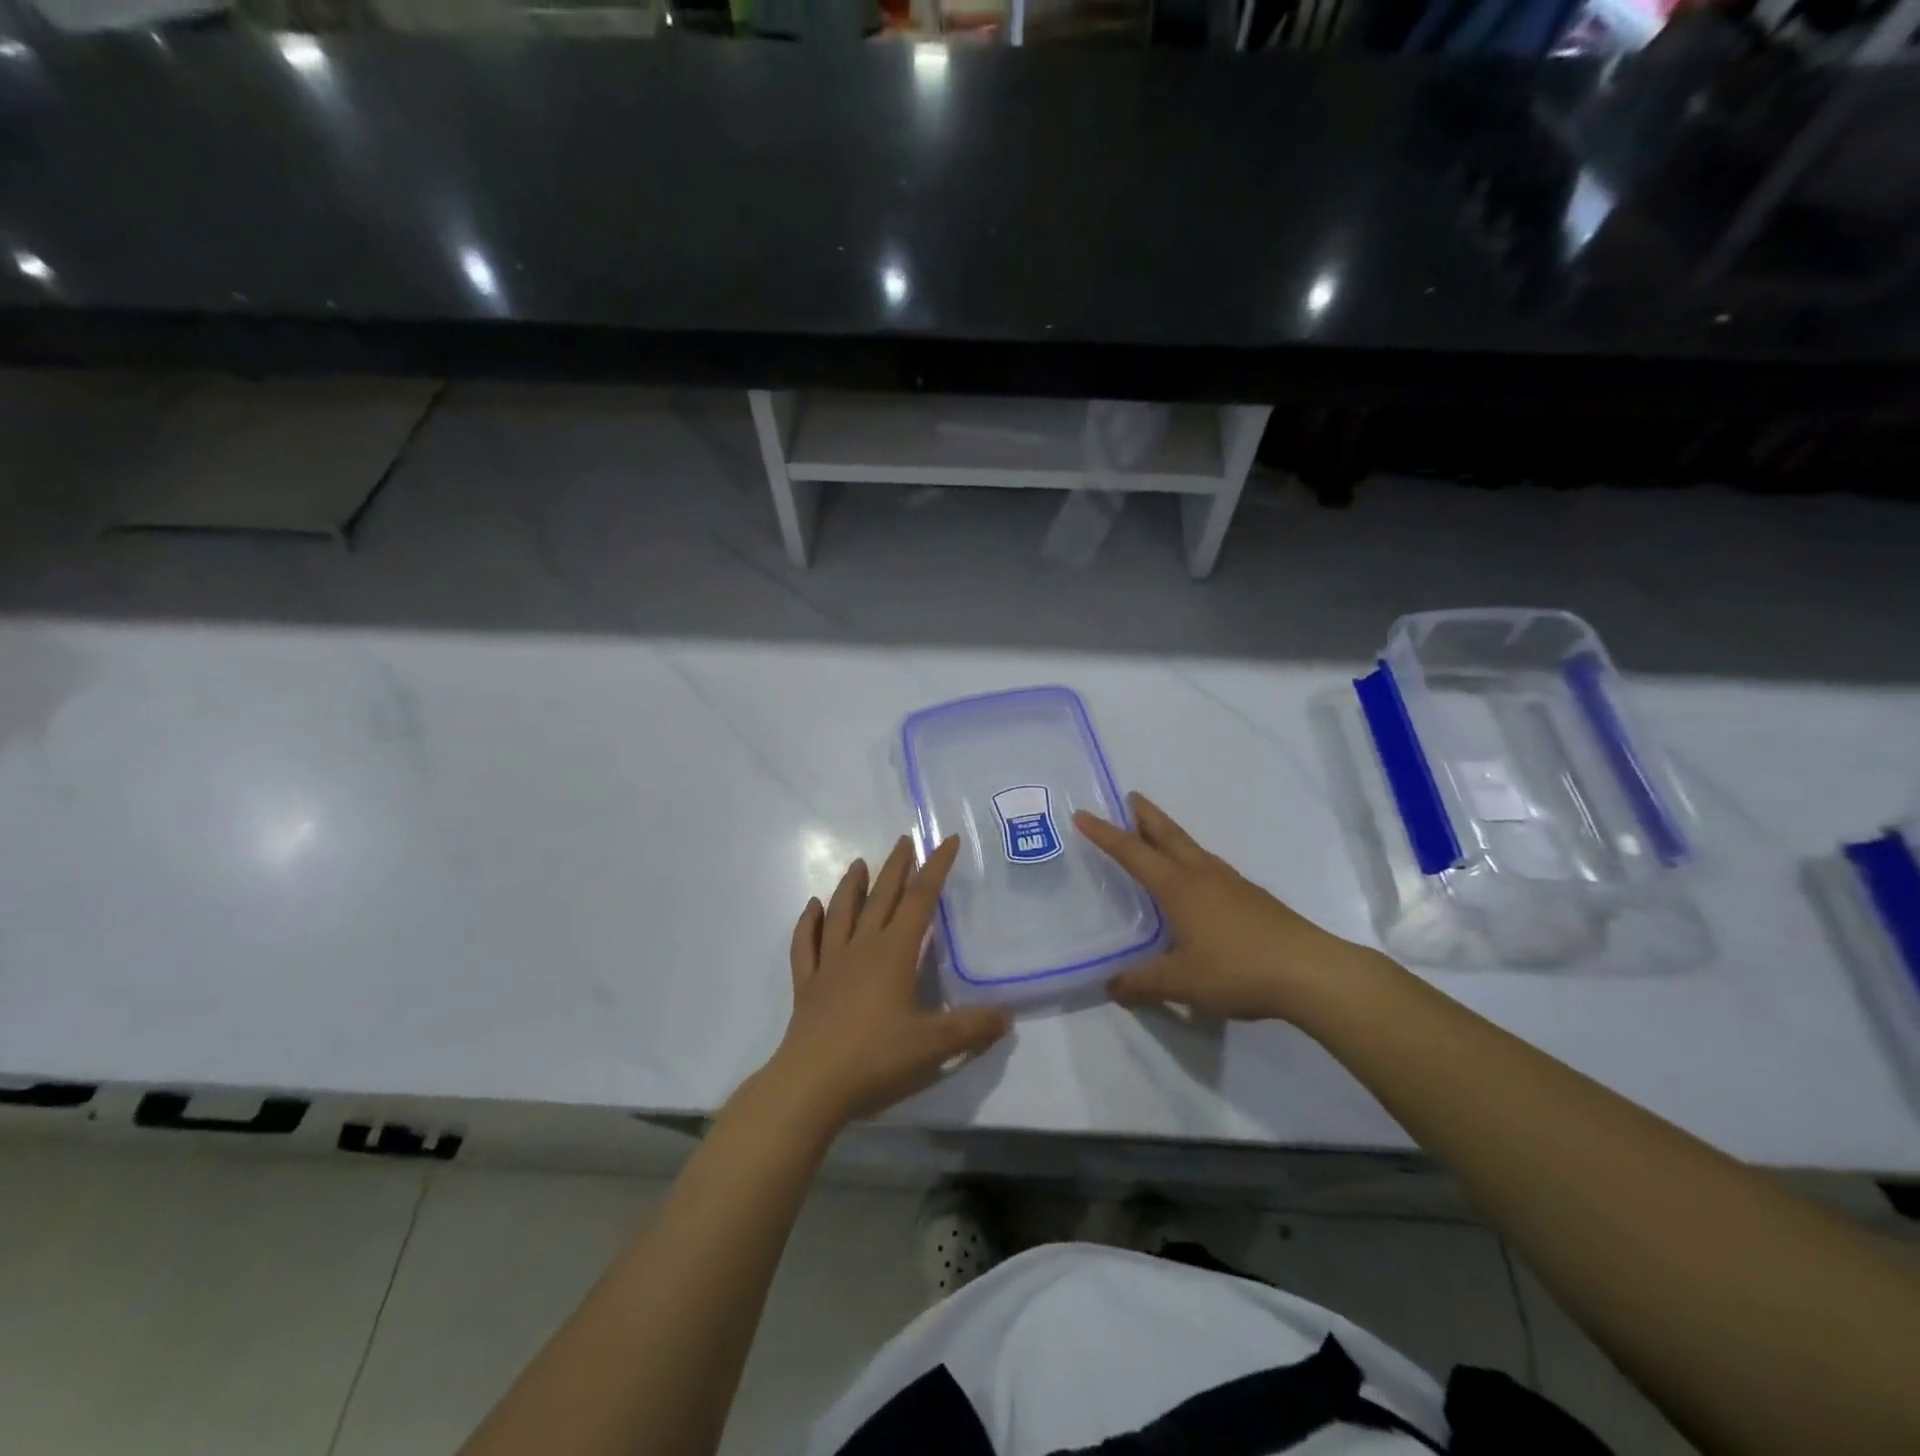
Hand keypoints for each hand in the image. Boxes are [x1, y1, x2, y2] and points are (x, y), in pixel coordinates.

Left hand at [763, 834, 1010, 1129]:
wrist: (811, 1085)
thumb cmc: (876, 1058)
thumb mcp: (934, 1046)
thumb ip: (972, 1028)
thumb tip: (1006, 1016)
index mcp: (894, 953)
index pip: (920, 899)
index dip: (936, 867)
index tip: (946, 840)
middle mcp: (861, 948)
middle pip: (881, 897)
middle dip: (896, 867)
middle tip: (905, 840)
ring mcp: (830, 964)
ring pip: (841, 913)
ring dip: (852, 886)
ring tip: (859, 863)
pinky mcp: (807, 985)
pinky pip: (806, 945)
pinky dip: (808, 923)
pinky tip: (812, 908)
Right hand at [1074, 793, 1381, 1022]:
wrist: (1310, 972)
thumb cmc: (1237, 969)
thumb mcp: (1181, 982)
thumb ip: (1143, 983)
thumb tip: (1111, 987)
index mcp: (1179, 887)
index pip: (1133, 854)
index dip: (1105, 835)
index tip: (1083, 814)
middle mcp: (1203, 875)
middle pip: (1169, 836)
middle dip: (1146, 816)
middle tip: (1130, 797)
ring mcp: (1232, 884)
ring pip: (1193, 849)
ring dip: (1171, 836)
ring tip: (1158, 837)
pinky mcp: (1253, 899)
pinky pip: (1212, 869)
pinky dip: (1193, 860)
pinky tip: (1198, 882)